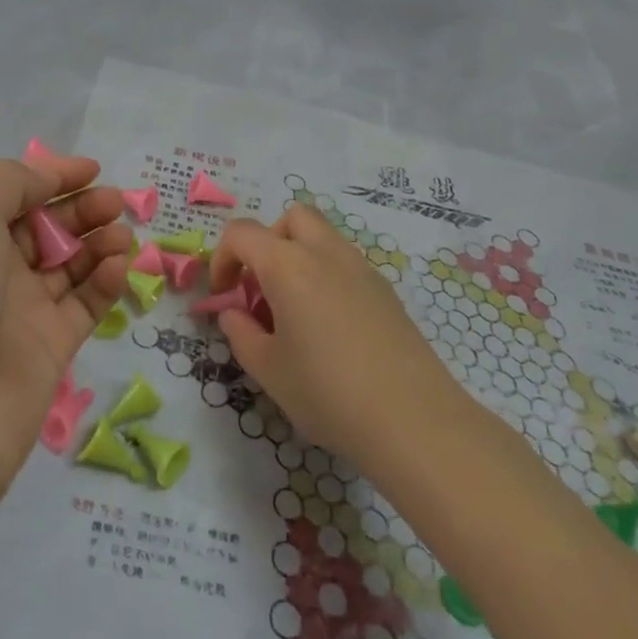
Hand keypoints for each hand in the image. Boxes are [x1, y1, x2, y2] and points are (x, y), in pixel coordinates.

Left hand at [0, 154, 134, 513]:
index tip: (92, 169)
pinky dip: (105, 281)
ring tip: (121, 235)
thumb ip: (10, 183)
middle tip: (114, 202)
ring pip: (70, 266)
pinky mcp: (50, 352)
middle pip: (45, 229)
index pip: (13, 198)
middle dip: (81, 209)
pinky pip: (85, 305)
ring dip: (98, 242)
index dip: (51, 178)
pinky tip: (118, 266)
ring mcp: (21, 314)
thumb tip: (48, 177)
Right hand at [211, 205, 461, 468]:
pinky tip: (329, 327)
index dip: (222, 259)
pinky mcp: (386, 290)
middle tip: (262, 288)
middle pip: (291, 218)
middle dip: (268, 243)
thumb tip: (234, 312)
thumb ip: (240, 332)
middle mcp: (325, 253)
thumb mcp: (268, 369)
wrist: (414, 420)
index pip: (242, 234)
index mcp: (288, 265)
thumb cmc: (328, 393)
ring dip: (299, 257)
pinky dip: (326, 276)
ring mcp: (361, 268)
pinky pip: (345, 263)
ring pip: (322, 237)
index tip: (223, 296)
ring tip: (294, 311)